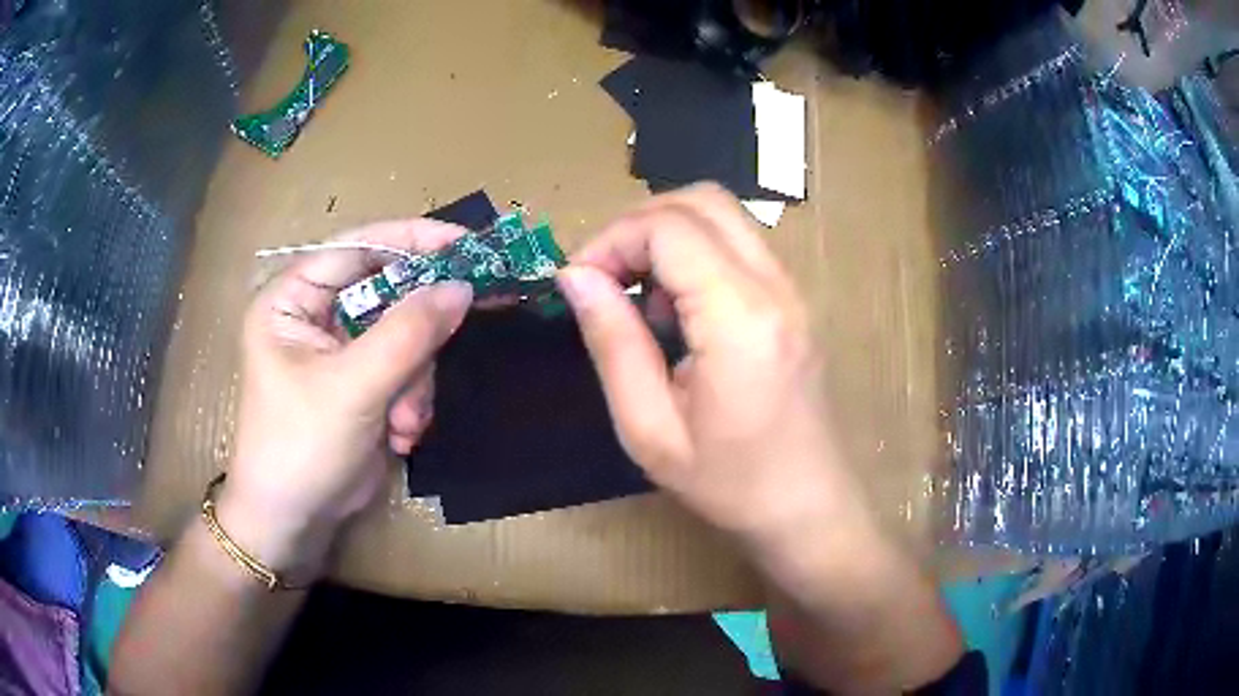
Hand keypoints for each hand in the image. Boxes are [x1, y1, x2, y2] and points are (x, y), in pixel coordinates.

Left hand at [218, 220, 472, 574]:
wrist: (295, 522)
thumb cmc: (301, 447)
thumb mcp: (353, 387)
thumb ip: (408, 333)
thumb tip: (463, 286)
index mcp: (292, 298)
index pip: (357, 248)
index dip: (412, 242)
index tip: (468, 245)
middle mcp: (315, 314)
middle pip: (387, 295)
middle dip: (415, 342)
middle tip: (444, 353)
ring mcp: (340, 349)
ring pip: (405, 338)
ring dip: (414, 383)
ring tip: (403, 423)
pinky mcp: (361, 381)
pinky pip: (406, 370)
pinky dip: (411, 401)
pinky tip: (399, 434)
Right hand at [558, 184, 867, 549]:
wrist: (808, 512)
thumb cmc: (729, 486)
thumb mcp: (649, 429)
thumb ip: (612, 342)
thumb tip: (576, 276)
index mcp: (740, 318)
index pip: (669, 226)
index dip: (612, 239)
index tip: (579, 281)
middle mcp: (775, 287)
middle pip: (702, 200)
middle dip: (640, 223)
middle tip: (605, 276)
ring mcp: (793, 291)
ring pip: (724, 217)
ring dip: (669, 238)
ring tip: (642, 303)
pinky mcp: (795, 303)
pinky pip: (740, 247)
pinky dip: (696, 256)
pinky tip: (680, 315)